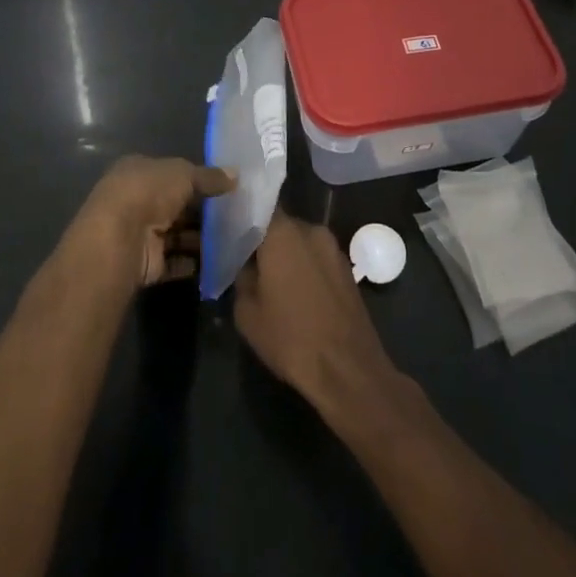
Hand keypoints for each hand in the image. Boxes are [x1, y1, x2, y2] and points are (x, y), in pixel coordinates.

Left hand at [65, 155, 235, 289]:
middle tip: (236, 215)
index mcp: (137, 172)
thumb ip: (209, 176)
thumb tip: (236, 175)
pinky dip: (195, 262)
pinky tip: (219, 261)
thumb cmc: (148, 193)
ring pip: (177, 235)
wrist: (120, 239)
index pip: (170, 174)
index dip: (196, 180)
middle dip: (202, 211)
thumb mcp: (183, 174)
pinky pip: (176, 261)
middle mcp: (136, 201)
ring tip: (234, 239)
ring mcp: (140, 234)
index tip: (225, 188)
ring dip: (201, 239)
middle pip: (175, 206)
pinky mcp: (147, 263)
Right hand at [234, 212, 397, 411]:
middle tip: (244, 258)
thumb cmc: (291, 338)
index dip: (241, 216)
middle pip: (280, 224)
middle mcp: (311, 230)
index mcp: (283, 233)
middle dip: (263, 238)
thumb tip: (244, 266)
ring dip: (285, 253)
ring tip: (268, 278)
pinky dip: (303, 266)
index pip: (257, 207)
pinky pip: (316, 257)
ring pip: (300, 241)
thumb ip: (241, 278)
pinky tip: (293, 291)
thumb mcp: (247, 312)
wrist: (347, 369)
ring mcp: (334, 249)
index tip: (227, 229)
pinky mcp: (347, 269)